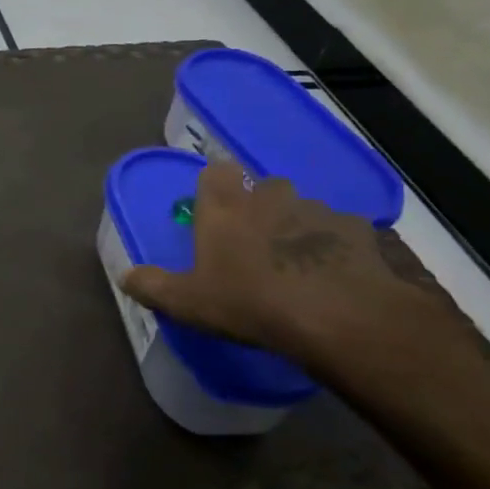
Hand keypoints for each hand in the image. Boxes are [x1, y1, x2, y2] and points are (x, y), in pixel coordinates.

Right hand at [119, 161, 464, 374]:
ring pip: (304, 211)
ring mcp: (321, 210)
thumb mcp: (188, 302)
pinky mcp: (363, 230)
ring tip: (303, 270)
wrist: (342, 316)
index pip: (215, 172)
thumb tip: (125, 277)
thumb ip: (153, 286)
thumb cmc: (251, 302)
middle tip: (256, 249)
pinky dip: (340, 250)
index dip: (214, 189)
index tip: (214, 215)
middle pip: (263, 189)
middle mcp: (272, 196)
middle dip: (260, 211)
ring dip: (300, 231)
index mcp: (227, 206)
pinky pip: (345, 234)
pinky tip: (341, 281)